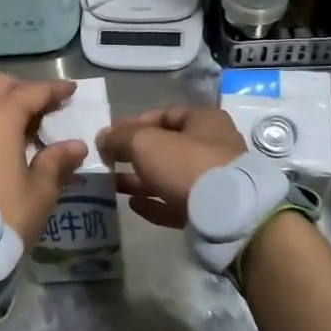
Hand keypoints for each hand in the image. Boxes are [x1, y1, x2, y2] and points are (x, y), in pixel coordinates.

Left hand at [0, 74, 87, 239]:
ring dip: (5, 103)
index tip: (72, 90)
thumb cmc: (6, 214)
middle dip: (25, 89)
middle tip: (48, 105)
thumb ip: (57, 161)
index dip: (52, 89)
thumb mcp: (41, 190)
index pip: (29, 92)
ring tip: (29, 122)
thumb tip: (75, 145)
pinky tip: (6, 140)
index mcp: (0, 120)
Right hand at [96, 105, 245, 227]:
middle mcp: (212, 147)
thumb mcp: (146, 143)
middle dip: (135, 154)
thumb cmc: (187, 165)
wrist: (228, 216)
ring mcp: (213, 182)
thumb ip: (120, 137)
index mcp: (204, 121)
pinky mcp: (211, 211)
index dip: (134, 123)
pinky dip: (154, 203)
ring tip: (112, 184)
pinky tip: (133, 205)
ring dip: (141, 180)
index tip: (109, 136)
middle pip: (166, 147)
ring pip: (169, 176)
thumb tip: (102, 137)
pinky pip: (176, 203)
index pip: (164, 115)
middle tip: (108, 161)